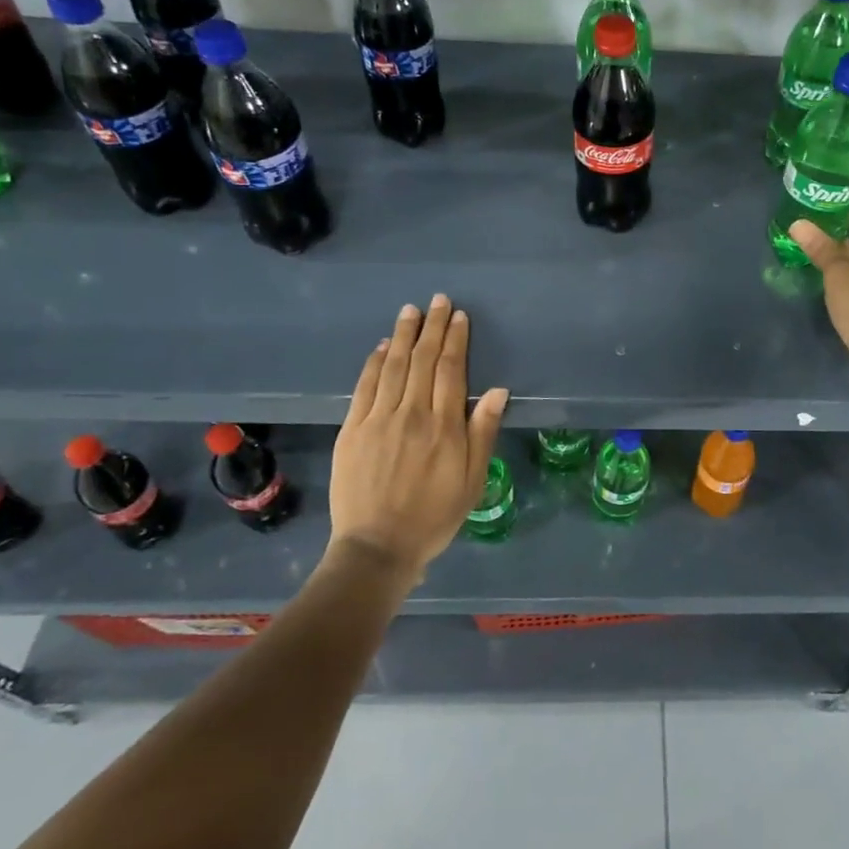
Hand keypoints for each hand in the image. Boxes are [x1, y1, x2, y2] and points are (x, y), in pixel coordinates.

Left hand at [327, 294, 508, 579]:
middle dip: (431, 327)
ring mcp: (378, 419)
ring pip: (392, 366)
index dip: (455, 340)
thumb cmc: (434, 516)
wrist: (377, 547)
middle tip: (437, 301)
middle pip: (422, 360)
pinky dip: (373, 363)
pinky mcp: (352, 430)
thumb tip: (496, 390)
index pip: (450, 370)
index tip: (458, 317)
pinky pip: (364, 387)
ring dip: (402, 335)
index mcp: (444, 426)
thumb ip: (482, 432)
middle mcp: (411, 414)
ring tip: (410, 311)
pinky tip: (380, 347)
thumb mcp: (472, 480)